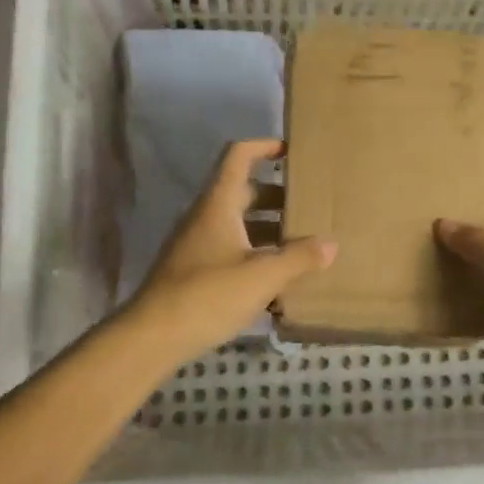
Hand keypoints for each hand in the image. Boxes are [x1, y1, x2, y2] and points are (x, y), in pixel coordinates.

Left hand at [127, 139, 335, 364]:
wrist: (152, 337)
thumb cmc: (207, 295)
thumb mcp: (261, 276)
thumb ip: (298, 258)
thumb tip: (332, 245)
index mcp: (219, 204)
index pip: (238, 156)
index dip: (264, 146)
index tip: (292, 152)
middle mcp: (206, 217)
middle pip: (244, 192)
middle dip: (278, 196)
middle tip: (311, 206)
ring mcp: (198, 245)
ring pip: (239, 225)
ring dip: (269, 229)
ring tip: (304, 244)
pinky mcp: (195, 272)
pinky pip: (232, 251)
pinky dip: (256, 256)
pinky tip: (279, 280)